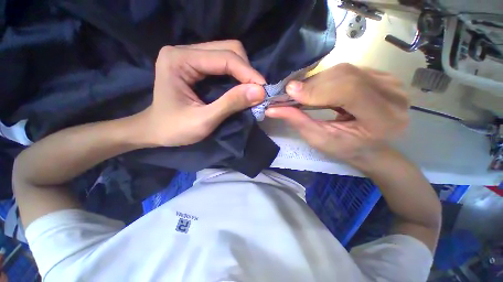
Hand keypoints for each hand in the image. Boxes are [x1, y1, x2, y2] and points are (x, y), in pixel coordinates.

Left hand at [139, 40, 265, 146]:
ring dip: (244, 72)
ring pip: (228, 54)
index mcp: (179, 60)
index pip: (224, 58)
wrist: (155, 130)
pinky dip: (237, 75)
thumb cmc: (174, 129)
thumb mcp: (204, 120)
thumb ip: (230, 104)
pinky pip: (223, 64)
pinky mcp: (195, 65)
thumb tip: (260, 92)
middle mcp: (184, 51)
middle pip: (228, 49)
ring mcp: (189, 56)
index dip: (248, 73)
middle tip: (257, 91)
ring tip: (251, 90)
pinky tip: (241, 87)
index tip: (263, 90)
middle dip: (247, 71)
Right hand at [265, 63, 408, 167]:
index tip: (290, 92)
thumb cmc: (346, 149)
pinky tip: (318, 91)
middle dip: (313, 84)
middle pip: (346, 75)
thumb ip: (298, 122)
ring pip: (345, 70)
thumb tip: (272, 108)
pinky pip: (348, 70)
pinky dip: (327, 79)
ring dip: (318, 81)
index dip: (317, 89)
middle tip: (291, 94)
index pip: (349, 90)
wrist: (371, 147)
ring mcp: (390, 81)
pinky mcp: (382, 75)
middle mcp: (393, 95)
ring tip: (304, 95)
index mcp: (384, 118)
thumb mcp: (319, 140)